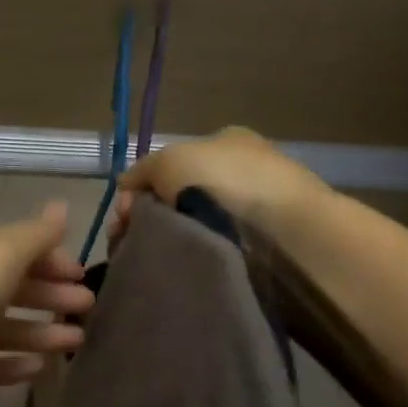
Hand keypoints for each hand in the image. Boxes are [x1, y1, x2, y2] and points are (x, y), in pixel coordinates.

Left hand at [0, 202, 92, 406]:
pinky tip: (38, 370)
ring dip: (37, 332)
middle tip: (87, 309)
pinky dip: (9, 364)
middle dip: (49, 296)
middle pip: (8, 286)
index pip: (14, 247)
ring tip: (75, 344)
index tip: (83, 275)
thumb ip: (35, 236)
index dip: (50, 259)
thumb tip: (63, 207)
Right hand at [110, 127, 326, 245]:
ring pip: (195, 223)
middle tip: (133, 239)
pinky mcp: (263, 243)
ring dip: (174, 238)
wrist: (283, 230)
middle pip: (180, 194)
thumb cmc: (225, 181)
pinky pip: (215, 246)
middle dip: (153, 216)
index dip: (141, 188)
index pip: (171, 164)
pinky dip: (198, 254)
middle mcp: (241, 169)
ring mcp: (254, 207)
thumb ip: (143, 170)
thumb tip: (125, 187)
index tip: (124, 215)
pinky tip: (184, 265)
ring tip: (157, 257)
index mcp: (226, 141)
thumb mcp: (170, 160)